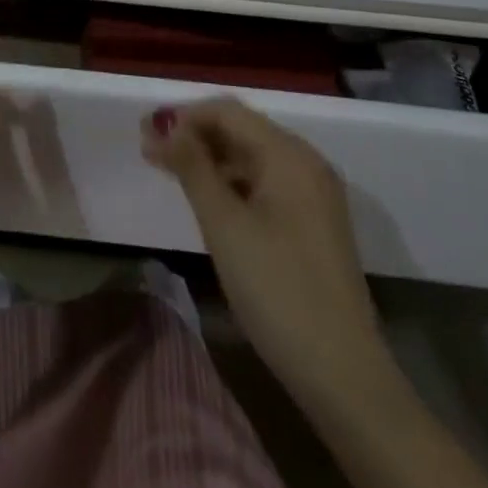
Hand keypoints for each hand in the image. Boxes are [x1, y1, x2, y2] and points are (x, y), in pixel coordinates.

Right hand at [143, 98, 381, 393]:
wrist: (342, 375)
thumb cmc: (277, 290)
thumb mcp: (225, 225)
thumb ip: (193, 167)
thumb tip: (166, 124)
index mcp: (289, 154)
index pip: (228, 112)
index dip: (184, 116)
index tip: (144, 131)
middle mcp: (306, 163)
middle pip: (241, 132)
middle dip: (194, 136)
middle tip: (149, 151)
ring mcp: (314, 195)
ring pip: (252, 159)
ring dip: (210, 160)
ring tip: (169, 172)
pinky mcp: (313, 224)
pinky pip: (265, 185)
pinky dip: (232, 184)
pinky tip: (208, 200)